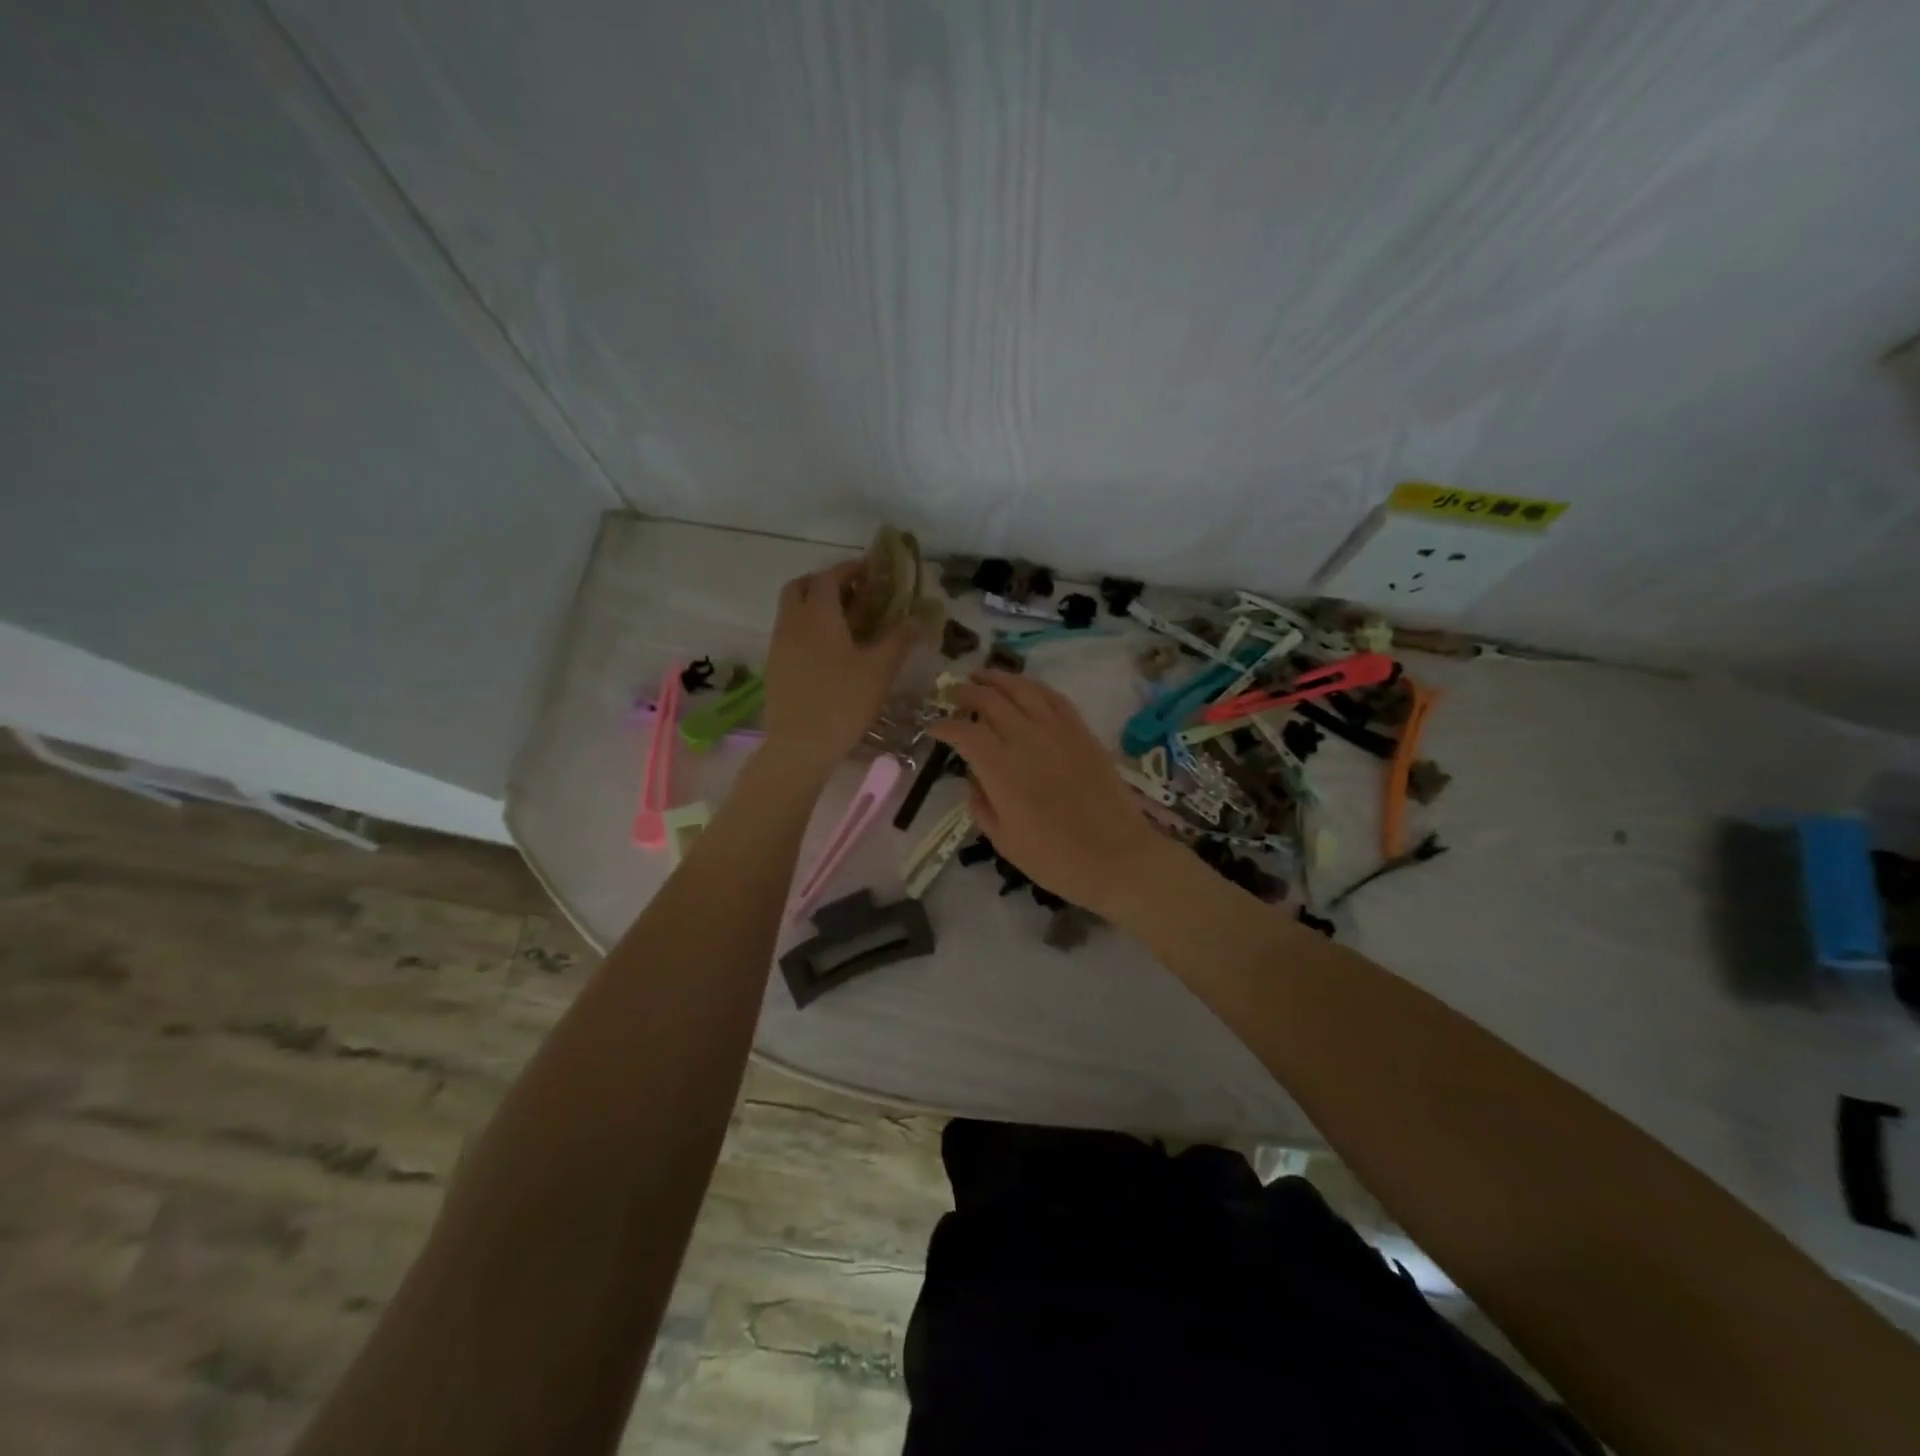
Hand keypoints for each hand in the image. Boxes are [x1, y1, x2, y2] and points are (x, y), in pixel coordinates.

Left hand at [759, 561, 920, 778]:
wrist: (800, 746)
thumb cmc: (843, 702)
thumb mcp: (879, 670)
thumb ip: (899, 639)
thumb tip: (919, 617)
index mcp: (818, 615)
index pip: (829, 577)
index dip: (849, 569)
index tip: (869, 572)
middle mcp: (792, 622)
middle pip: (800, 586)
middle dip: (824, 582)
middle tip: (851, 594)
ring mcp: (778, 645)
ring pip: (791, 611)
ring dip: (813, 606)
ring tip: (843, 623)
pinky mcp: (773, 667)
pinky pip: (788, 633)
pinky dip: (805, 629)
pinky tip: (827, 652)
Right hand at [927, 670, 1168, 917]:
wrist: (1118, 858)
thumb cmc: (1055, 860)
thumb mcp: (1004, 841)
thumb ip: (981, 804)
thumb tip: (974, 777)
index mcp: (1002, 770)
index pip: (964, 732)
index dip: (944, 726)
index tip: (933, 727)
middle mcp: (1027, 740)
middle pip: (990, 700)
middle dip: (965, 692)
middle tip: (952, 692)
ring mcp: (1058, 732)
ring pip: (1023, 689)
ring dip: (998, 678)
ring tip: (982, 676)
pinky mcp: (1083, 733)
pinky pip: (1055, 698)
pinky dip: (1034, 687)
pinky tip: (1024, 687)